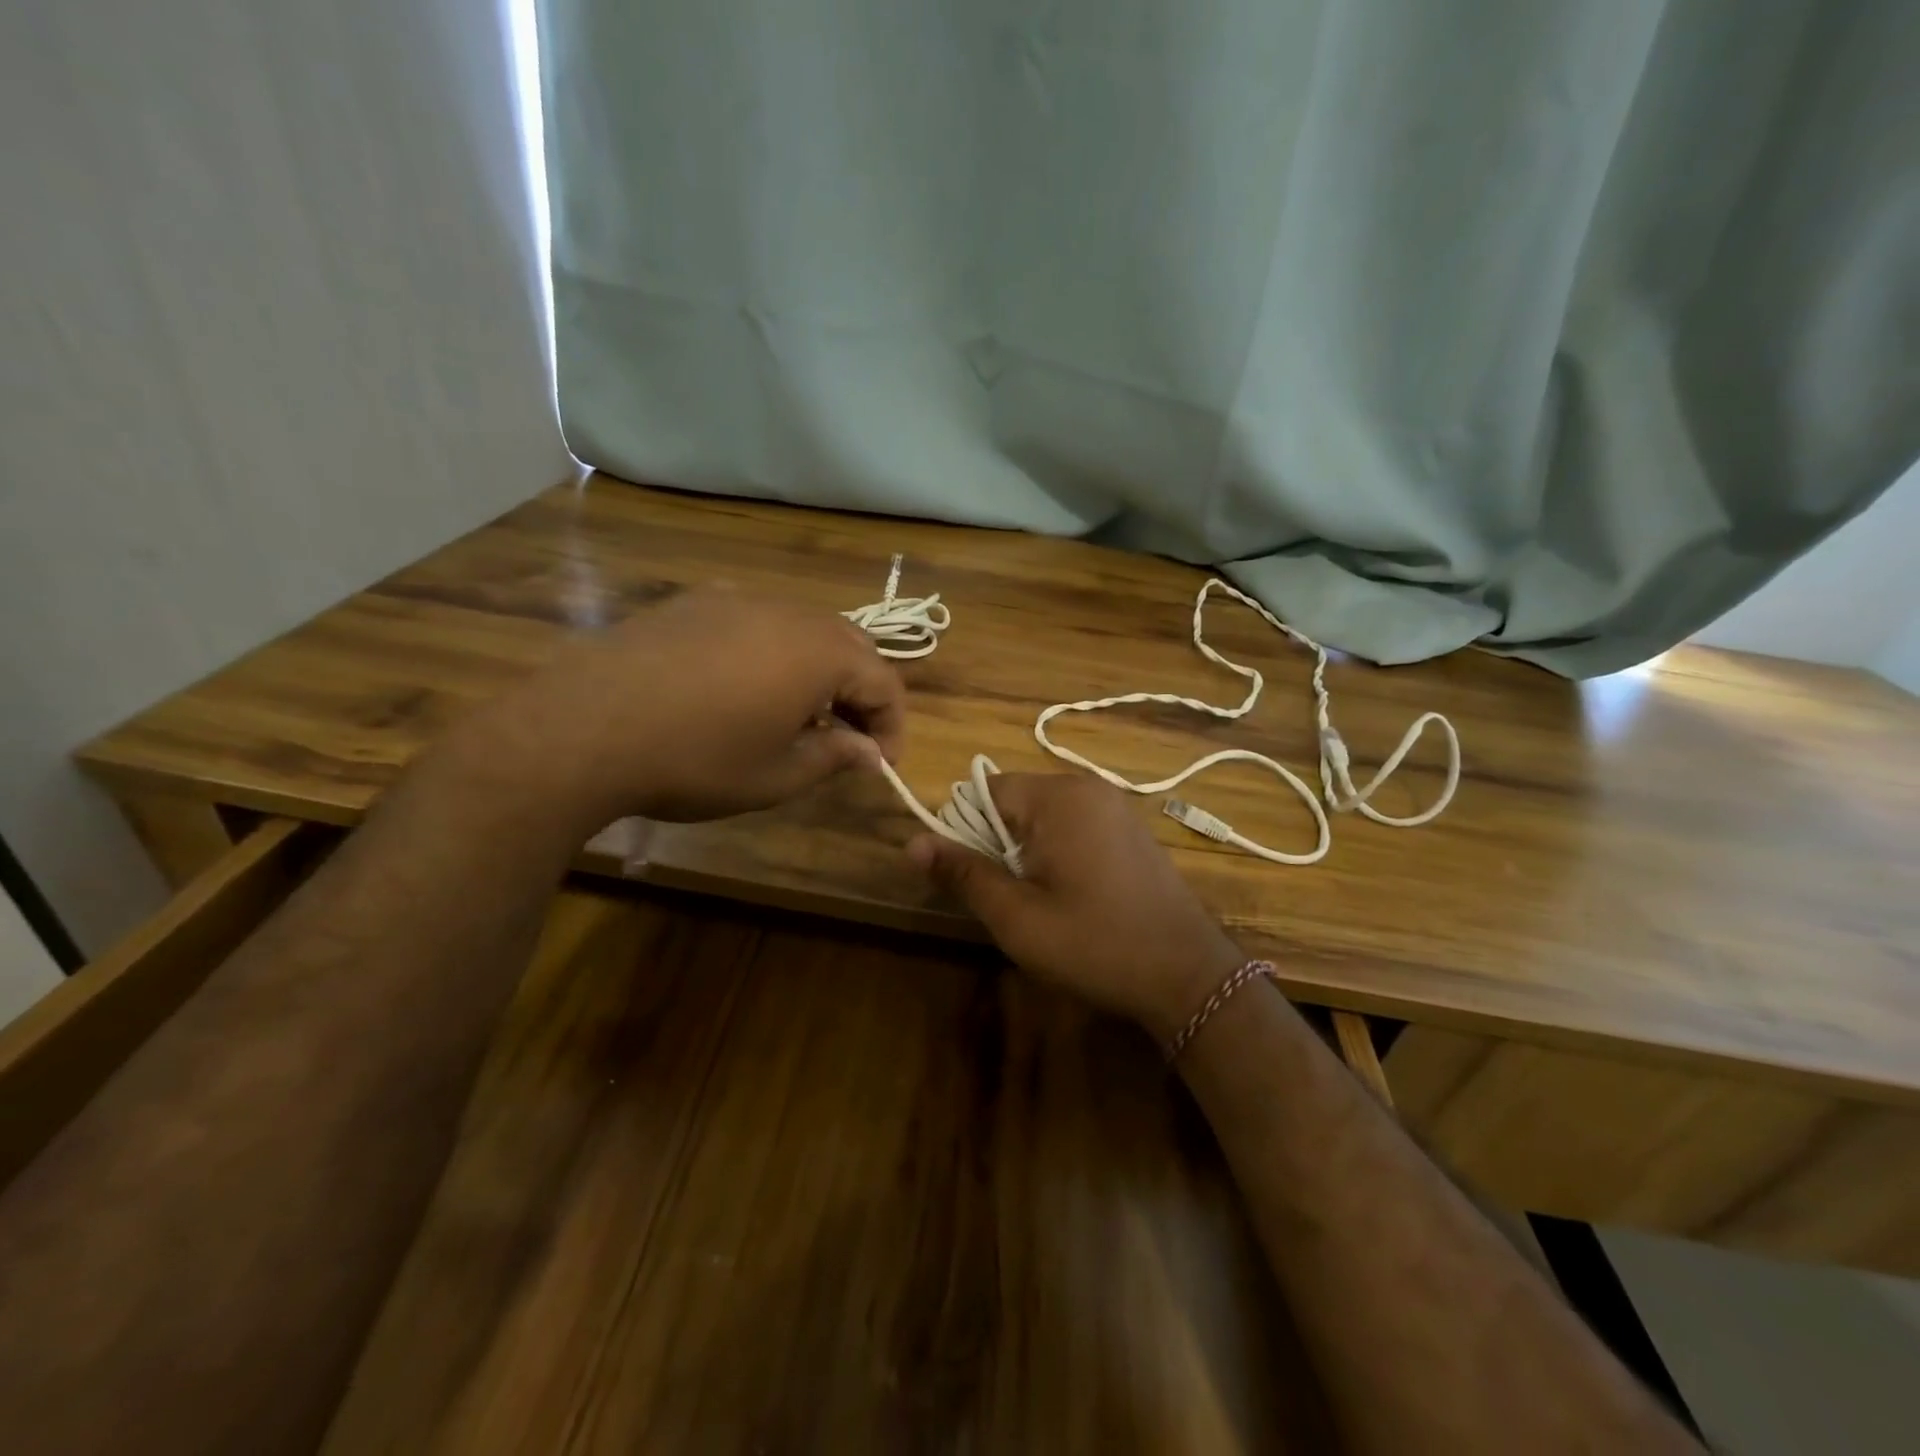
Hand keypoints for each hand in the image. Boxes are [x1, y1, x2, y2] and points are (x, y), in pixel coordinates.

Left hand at [465, 587, 904, 826]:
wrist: (582, 728)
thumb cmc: (695, 760)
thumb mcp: (775, 776)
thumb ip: (834, 758)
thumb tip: (869, 753)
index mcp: (820, 654)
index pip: (885, 683)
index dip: (892, 727)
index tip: (880, 765)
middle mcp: (789, 613)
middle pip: (851, 646)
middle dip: (861, 693)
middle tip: (848, 739)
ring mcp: (739, 599)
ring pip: (805, 628)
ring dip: (819, 670)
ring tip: (800, 715)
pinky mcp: (695, 602)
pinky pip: (758, 621)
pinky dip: (774, 652)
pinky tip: (744, 688)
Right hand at [907, 774, 1244, 1039]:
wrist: (1187, 974)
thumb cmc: (1094, 943)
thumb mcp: (1016, 916)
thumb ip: (963, 873)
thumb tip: (912, 842)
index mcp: (1058, 797)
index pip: (984, 790)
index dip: (965, 831)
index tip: (972, 878)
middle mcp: (1087, 787)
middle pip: (1014, 800)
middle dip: (998, 843)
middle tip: (1009, 898)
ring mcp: (1115, 806)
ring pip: (1044, 816)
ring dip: (1027, 850)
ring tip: (1040, 901)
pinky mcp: (1131, 828)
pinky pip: (1075, 825)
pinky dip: (1058, 851)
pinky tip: (1073, 895)